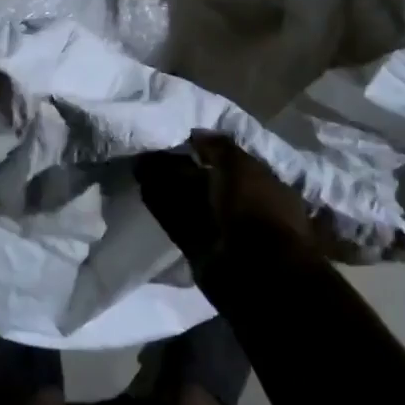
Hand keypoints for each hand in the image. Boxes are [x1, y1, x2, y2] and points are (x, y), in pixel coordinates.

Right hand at [139, 133, 322, 266]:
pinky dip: (161, 206)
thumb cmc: (257, 208)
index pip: (233, 163)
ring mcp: (221, 230)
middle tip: (153, 149)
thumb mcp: (242, 167)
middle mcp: (243, 207)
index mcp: (264, 186)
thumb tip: (197, 133)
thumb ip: (219, 147)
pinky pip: (177, 222)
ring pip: (189, 201)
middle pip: (207, 182)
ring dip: (167, 184)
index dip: (208, 150)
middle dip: (182, 166)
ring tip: (140, 164)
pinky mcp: (199, 250)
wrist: (256, 271)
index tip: (183, 137)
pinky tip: (143, 187)